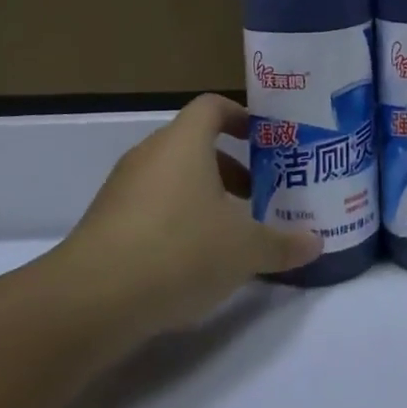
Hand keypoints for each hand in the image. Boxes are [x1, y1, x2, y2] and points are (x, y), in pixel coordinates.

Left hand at [41, 94, 321, 337]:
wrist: (90, 301)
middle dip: (230, 167)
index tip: (264, 139)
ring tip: (231, 233)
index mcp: (184, 143)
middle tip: (259, 195)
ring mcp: (122, 189)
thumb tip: (316, 243)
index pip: (213, 106)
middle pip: (194, 145)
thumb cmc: (178, 251)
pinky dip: (176, 220)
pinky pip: (150, 207)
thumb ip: (282, 243)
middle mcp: (150, 155)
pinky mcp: (104, 223)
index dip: (241, 116)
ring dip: (204, 196)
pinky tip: (193, 260)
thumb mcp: (244, 250)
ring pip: (172, 178)